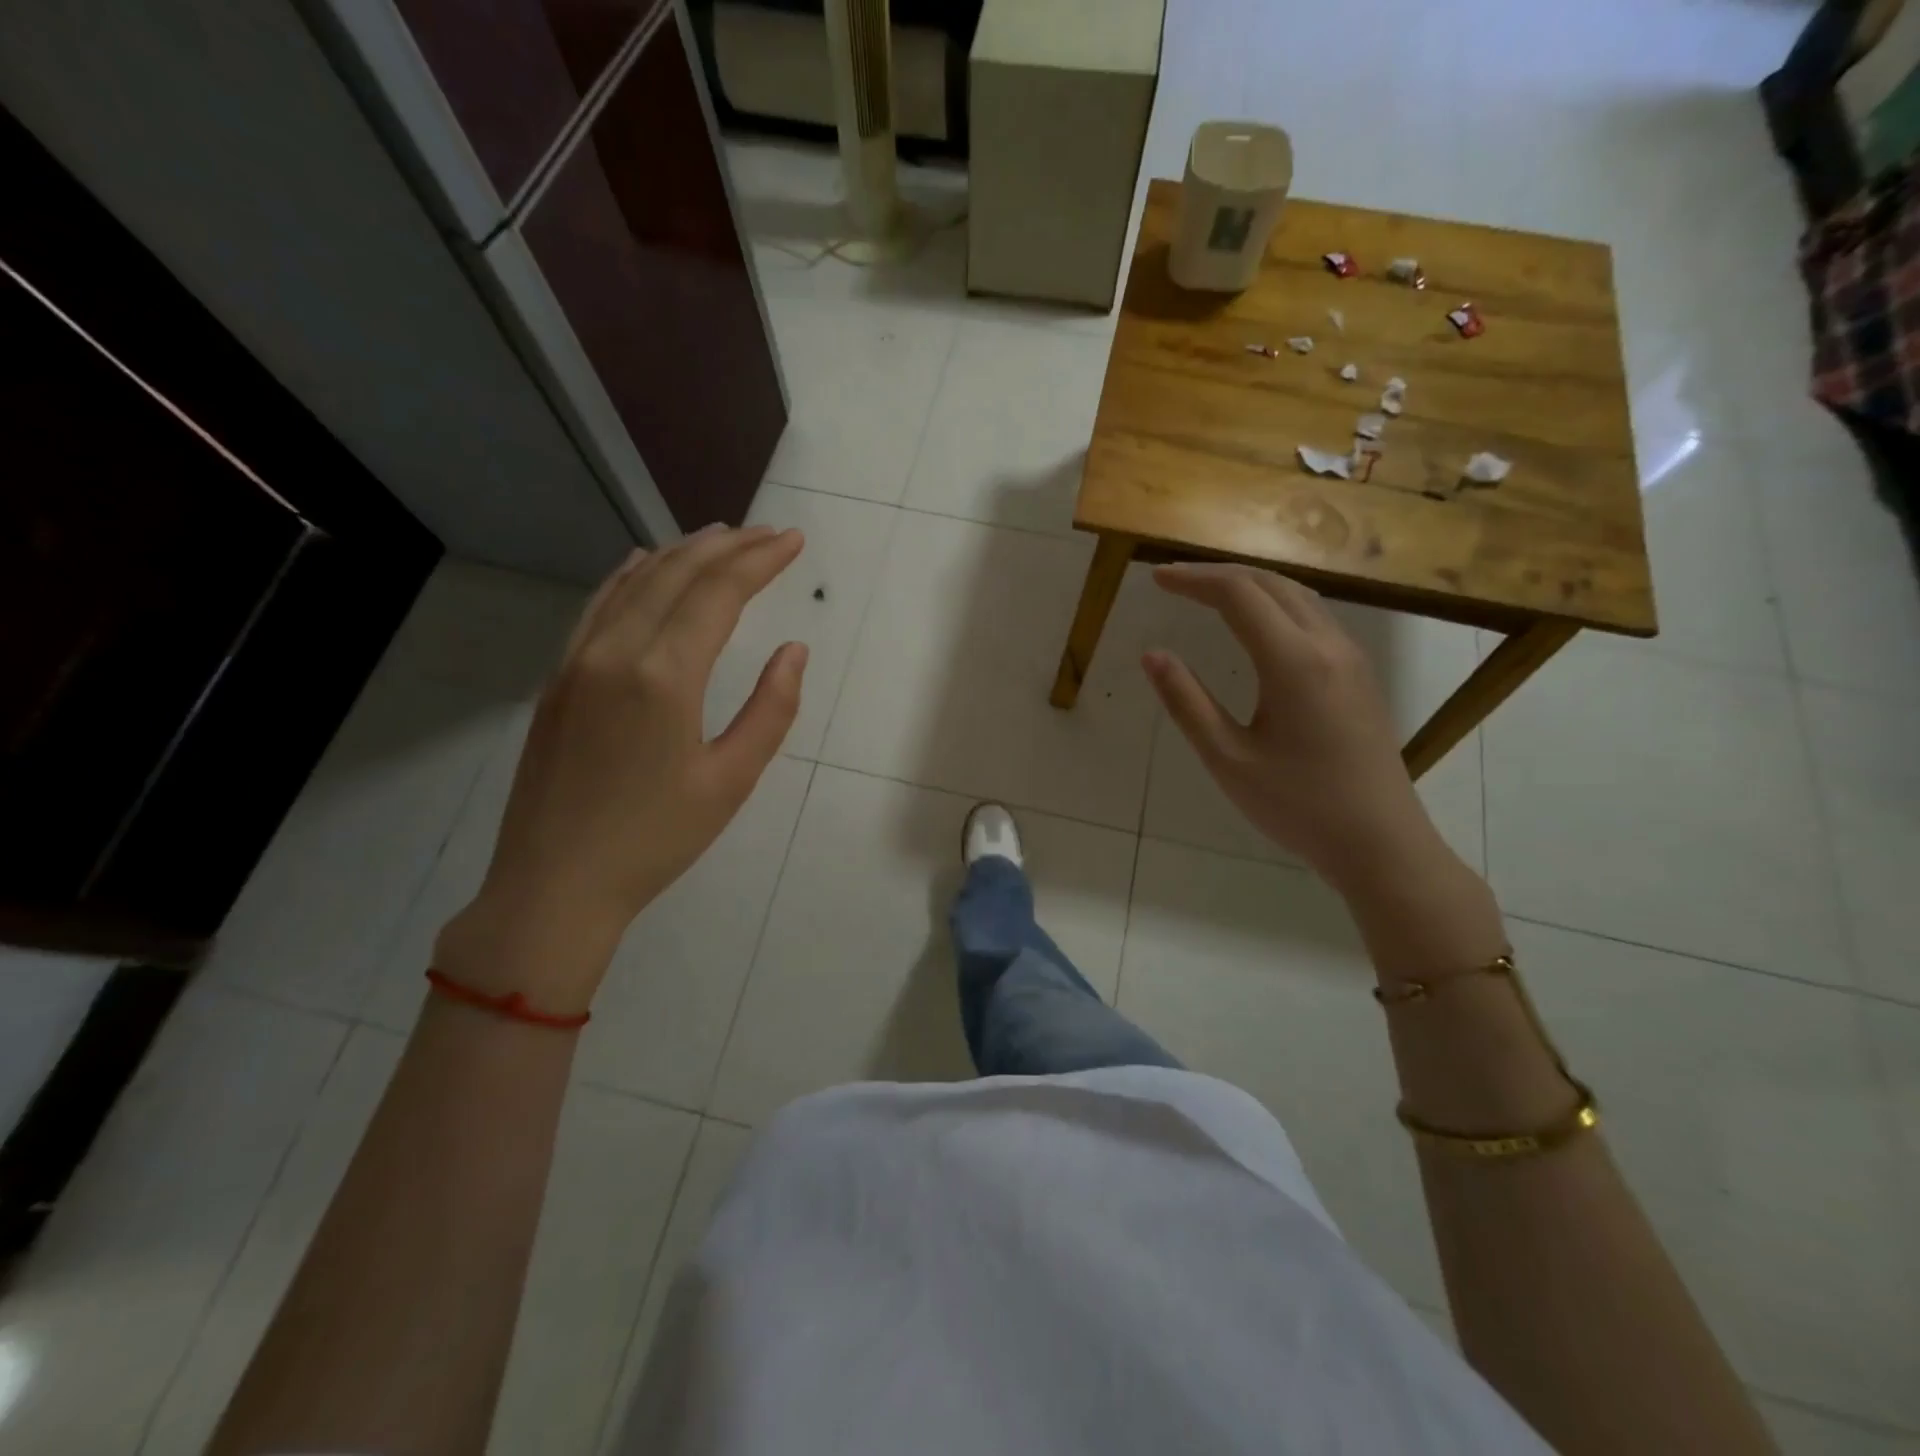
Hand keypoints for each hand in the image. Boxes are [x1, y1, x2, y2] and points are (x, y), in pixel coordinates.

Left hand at [435, 525, 807, 1012]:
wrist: (554, 884)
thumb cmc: (655, 840)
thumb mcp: (731, 781)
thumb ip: (770, 709)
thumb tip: (794, 651)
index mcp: (664, 676)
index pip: (718, 593)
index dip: (760, 560)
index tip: (793, 541)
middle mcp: (616, 651)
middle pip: (677, 574)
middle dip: (728, 547)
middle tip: (769, 534)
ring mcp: (577, 661)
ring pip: (634, 582)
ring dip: (681, 553)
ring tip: (720, 536)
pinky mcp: (558, 679)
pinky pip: (598, 607)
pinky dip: (629, 576)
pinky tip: (644, 564)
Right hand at [1142, 563, 1438, 893]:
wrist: (1380, 842)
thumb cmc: (1297, 805)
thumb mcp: (1227, 758)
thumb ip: (1186, 702)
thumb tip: (1152, 655)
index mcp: (1293, 662)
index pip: (1238, 594)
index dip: (1194, 580)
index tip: (1157, 579)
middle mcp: (1328, 645)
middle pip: (1271, 583)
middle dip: (1219, 574)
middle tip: (1176, 582)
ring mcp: (1351, 657)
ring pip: (1298, 595)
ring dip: (1250, 585)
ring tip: (1209, 593)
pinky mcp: (1359, 674)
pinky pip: (1314, 617)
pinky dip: (1275, 604)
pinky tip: (1256, 625)